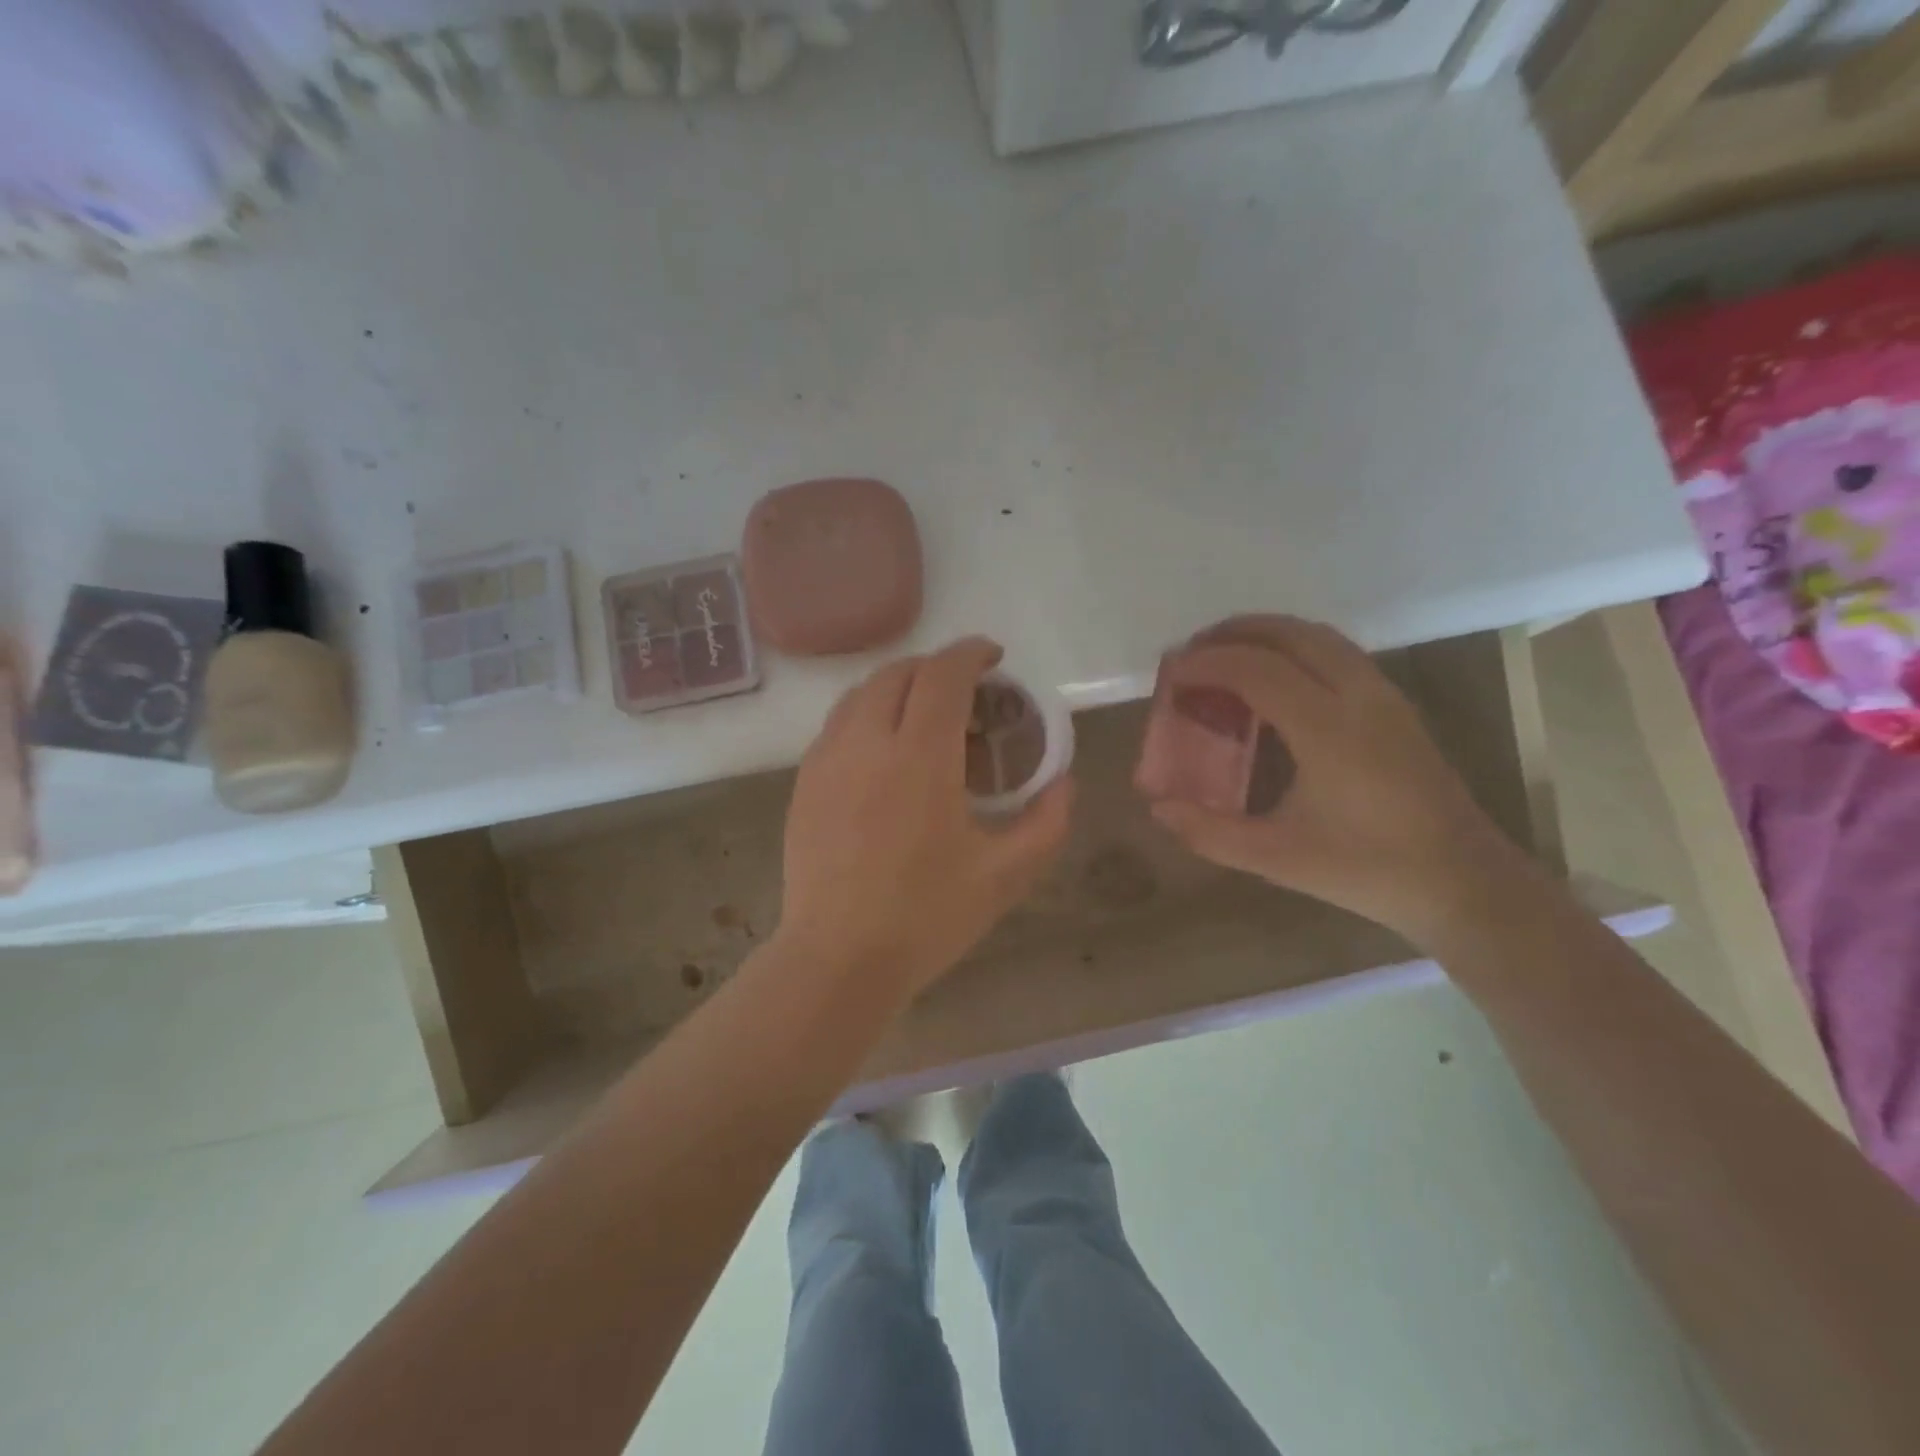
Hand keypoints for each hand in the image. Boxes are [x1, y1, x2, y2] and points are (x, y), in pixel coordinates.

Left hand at [778, 638, 1074, 999]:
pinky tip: (885, 752)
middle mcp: (866, 742)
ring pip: (861, 693)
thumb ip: (1047, 822)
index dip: (971, 653)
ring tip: (924, 714)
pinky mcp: (805, 782)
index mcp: (919, 756)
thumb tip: (1064, 783)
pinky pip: (838, 724)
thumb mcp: (1005, 875)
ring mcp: (826, 760)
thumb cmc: (926, 917)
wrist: (837, 959)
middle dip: (936, 667)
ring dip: (898, 686)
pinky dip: (868, 714)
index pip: (943, 674)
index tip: (994, 658)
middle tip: (966, 691)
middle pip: (899, 673)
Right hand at [1146, 616, 1526, 944]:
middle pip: (1290, 634)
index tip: (1170, 674)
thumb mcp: (1278, 859)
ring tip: (1225, 656)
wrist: (1463, 883)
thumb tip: (1158, 808)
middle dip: (1233, 633)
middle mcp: (1358, 697)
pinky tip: (1274, 680)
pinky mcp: (1396, 706)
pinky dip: (1294, 648)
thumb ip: (1210, 832)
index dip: (1207, 663)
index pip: (1257, 669)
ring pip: (1319, 637)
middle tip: (1191, 654)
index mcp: (1328, 730)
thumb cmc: (1367, 870)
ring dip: (1266, 634)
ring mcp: (1384, 696)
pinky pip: (1337, 653)